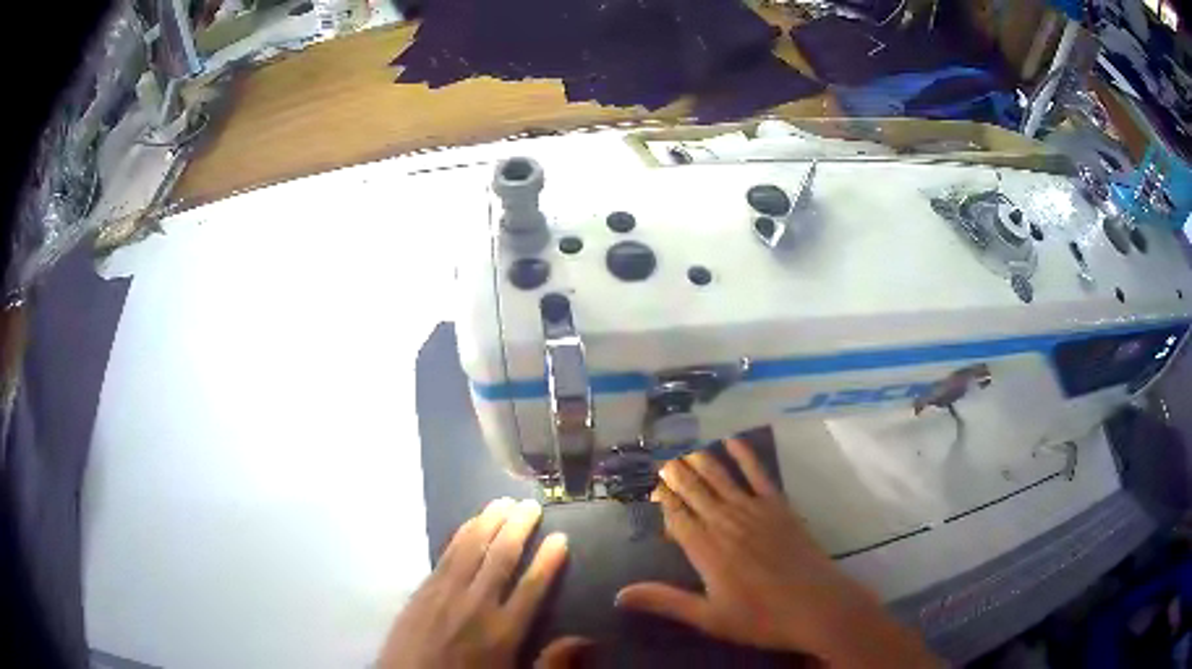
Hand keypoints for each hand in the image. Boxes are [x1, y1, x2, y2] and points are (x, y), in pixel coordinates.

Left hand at [378, 498, 590, 668]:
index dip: (548, 560)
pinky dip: (461, 535)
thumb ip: (551, 663)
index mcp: (504, 631)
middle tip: (531, 505)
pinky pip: (446, 555)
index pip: (532, 586)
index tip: (560, 537)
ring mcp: (446, 594)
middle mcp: (476, 605)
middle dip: (519, 528)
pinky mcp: (423, 590)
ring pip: (472, 549)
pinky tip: (470, 523)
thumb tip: (584, 640)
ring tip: (504, 501)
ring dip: (490, 522)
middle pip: (502, 558)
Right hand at [616, 439, 937, 667]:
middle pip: (696, 492)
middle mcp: (726, 523)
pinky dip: (745, 456)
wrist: (816, 605)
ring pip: (721, 479)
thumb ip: (666, 601)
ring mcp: (754, 511)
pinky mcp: (779, 507)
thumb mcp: (708, 618)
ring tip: (687, 449)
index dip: (664, 501)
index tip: (653, 489)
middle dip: (677, 476)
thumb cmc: (760, 617)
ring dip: (702, 462)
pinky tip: (734, 441)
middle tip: (663, 461)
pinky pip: (758, 475)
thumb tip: (620, 595)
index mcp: (706, 551)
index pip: (677, 517)